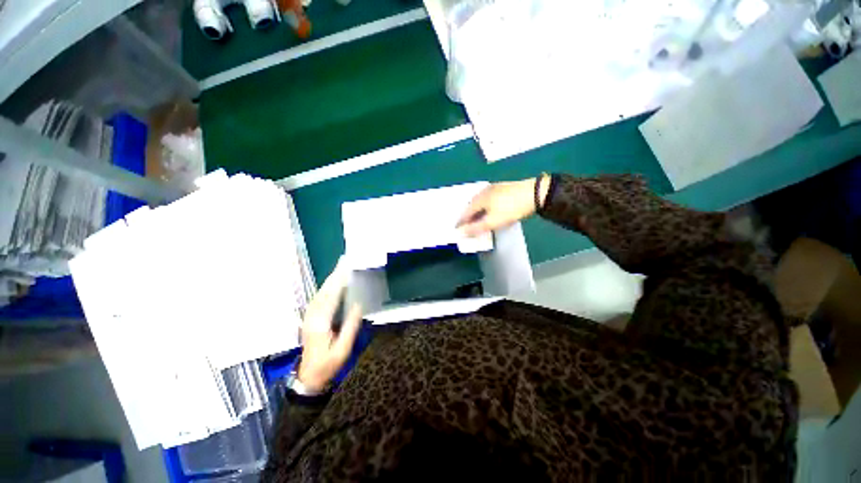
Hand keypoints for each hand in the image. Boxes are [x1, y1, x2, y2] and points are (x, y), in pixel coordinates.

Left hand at [298, 258, 362, 392]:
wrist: (309, 377)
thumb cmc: (328, 364)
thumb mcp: (343, 349)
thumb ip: (350, 327)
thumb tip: (358, 305)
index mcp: (320, 323)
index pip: (330, 298)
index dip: (338, 282)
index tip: (346, 269)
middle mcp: (312, 317)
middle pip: (323, 292)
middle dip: (333, 276)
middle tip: (343, 263)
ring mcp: (308, 318)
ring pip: (319, 294)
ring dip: (329, 281)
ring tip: (339, 269)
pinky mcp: (308, 319)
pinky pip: (317, 299)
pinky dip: (325, 289)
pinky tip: (331, 285)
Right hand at [457, 174, 550, 236]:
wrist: (536, 193)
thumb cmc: (511, 208)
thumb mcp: (493, 221)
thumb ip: (476, 228)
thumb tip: (460, 233)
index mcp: (479, 198)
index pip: (465, 212)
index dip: (461, 222)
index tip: (457, 230)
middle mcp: (483, 191)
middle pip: (472, 205)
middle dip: (468, 216)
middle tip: (467, 226)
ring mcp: (494, 188)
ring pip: (480, 202)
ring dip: (477, 212)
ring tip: (477, 220)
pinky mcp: (503, 188)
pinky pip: (488, 199)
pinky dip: (485, 207)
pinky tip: (489, 210)